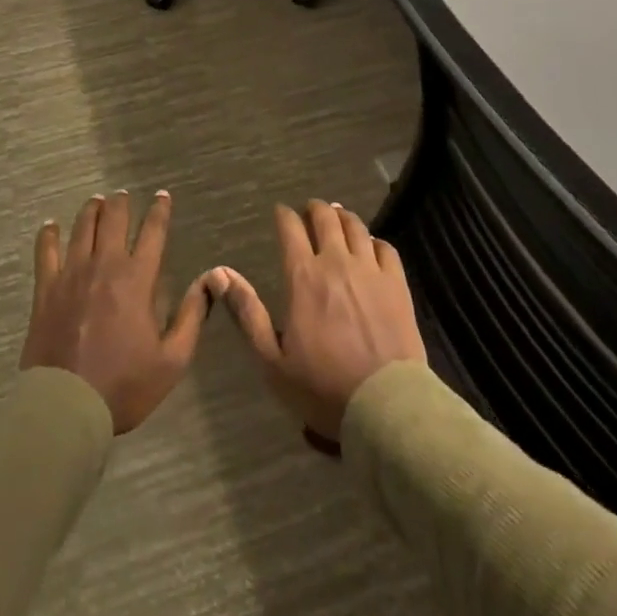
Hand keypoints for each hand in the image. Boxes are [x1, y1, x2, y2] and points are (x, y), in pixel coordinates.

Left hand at [21, 190, 215, 434]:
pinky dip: (49, 234)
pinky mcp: (46, 289)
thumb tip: (209, 280)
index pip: (153, 232)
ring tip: (96, 201)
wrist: (66, 406)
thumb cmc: (124, 385)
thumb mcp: (172, 359)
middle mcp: (105, 265)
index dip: (160, 211)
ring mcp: (72, 274)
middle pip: (114, 219)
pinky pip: (46, 251)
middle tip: (123, 196)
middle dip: (121, 203)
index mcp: (138, 279)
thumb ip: (192, 316)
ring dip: (91, 210)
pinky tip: (51, 225)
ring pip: (83, 228)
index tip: (162, 196)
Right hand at [218, 201, 426, 443]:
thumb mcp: (272, 359)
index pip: (290, 228)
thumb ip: (248, 313)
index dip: (283, 215)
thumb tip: (219, 274)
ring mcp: (370, 270)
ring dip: (343, 217)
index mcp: (303, 277)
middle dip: (314, 209)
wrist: (384, 405)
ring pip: (355, 226)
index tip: (280, 212)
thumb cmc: (322, 387)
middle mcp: (336, 262)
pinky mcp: (397, 284)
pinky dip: (374, 240)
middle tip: (309, 210)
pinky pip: (385, 247)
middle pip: (325, 218)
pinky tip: (371, 246)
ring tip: (337, 217)